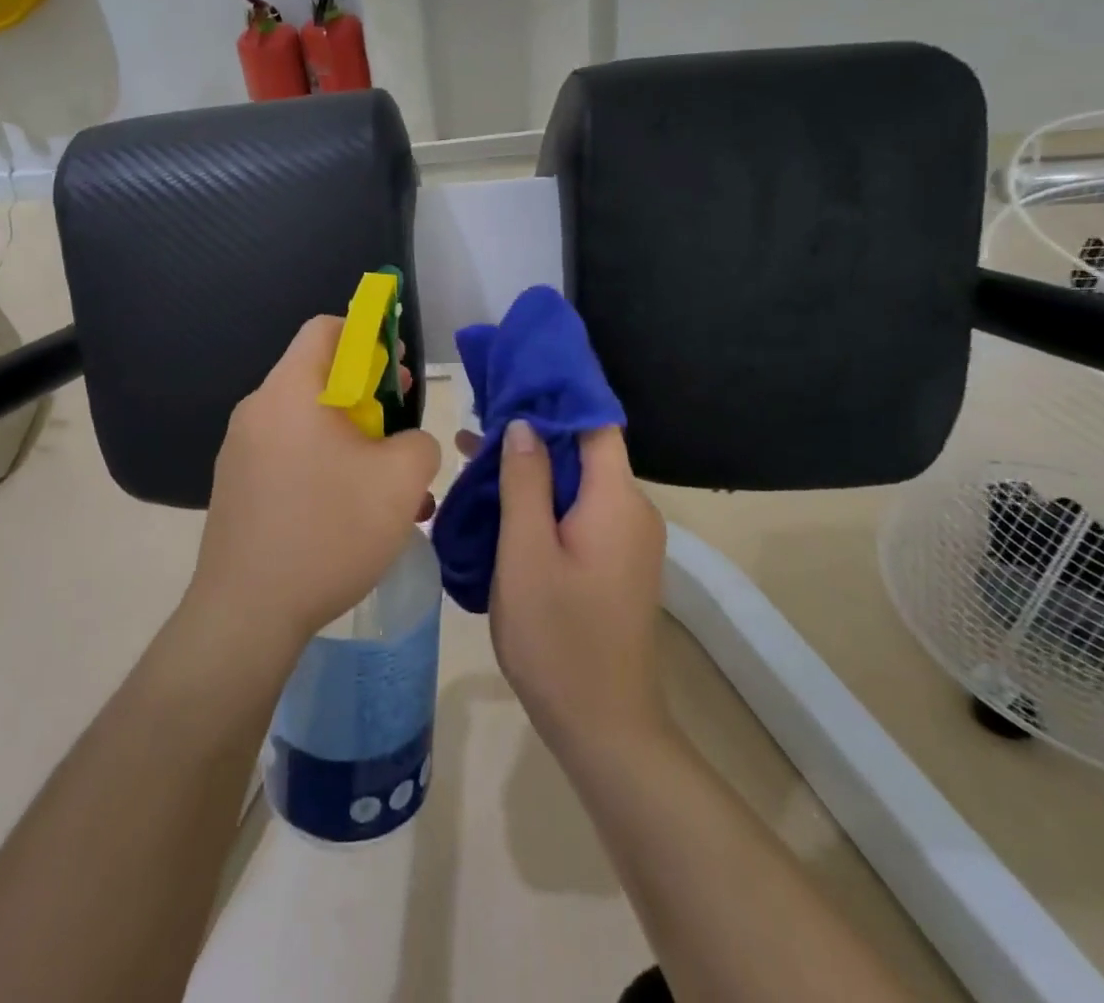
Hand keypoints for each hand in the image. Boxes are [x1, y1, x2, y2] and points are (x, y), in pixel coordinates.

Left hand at [184, 317, 442, 664]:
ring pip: (307, 423)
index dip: (368, 337)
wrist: (247, 612)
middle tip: (399, 431)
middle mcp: (257, 409)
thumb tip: (404, 442)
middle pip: (318, 376)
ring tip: (385, 485)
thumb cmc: (328, 531)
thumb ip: (419, 442)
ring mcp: (239, 450)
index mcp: (290, 390)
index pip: (325, 328)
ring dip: (350, 440)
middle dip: (367, 396)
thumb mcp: (400, 481)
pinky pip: (288, 455)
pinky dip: (323, 466)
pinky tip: (349, 512)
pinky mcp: (236, 486)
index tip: (396, 373)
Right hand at [486, 420, 668, 759]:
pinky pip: (579, 512)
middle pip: (583, 450)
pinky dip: (543, 499)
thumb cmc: (558, 637)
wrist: (603, 728)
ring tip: (471, 456)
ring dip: (531, 468)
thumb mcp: (526, 552)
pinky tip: (501, 501)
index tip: (512, 376)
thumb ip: (526, 481)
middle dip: (531, 432)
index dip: (556, 394)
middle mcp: (632, 510)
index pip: (593, 422)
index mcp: (616, 500)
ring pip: (577, 483)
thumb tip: (523, 423)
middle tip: (474, 421)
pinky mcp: (615, 561)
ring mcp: (626, 539)